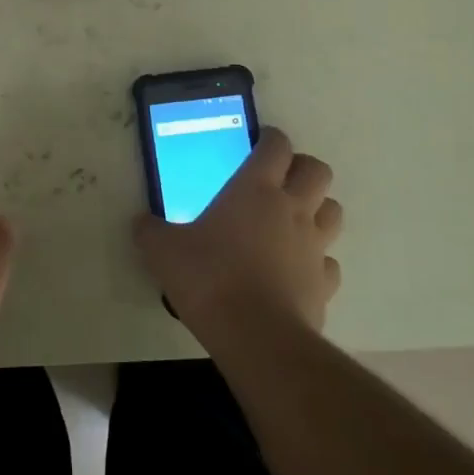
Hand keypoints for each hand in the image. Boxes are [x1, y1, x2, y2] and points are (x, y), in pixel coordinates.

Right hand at [133, 127, 342, 343]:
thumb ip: (150, 231)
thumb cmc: (209, 278)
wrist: (256, 336)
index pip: (276, 146)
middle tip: (279, 180)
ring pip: (332, 211)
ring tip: (292, 221)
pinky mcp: (325, 284)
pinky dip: (316, 261)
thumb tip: (140, 223)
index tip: (260, 142)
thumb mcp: (163, 251)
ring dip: (317, 209)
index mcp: (255, 189)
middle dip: (302, 169)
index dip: (271, 138)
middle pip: (318, 171)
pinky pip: (329, 262)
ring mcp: (314, 246)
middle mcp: (292, 209)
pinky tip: (295, 270)